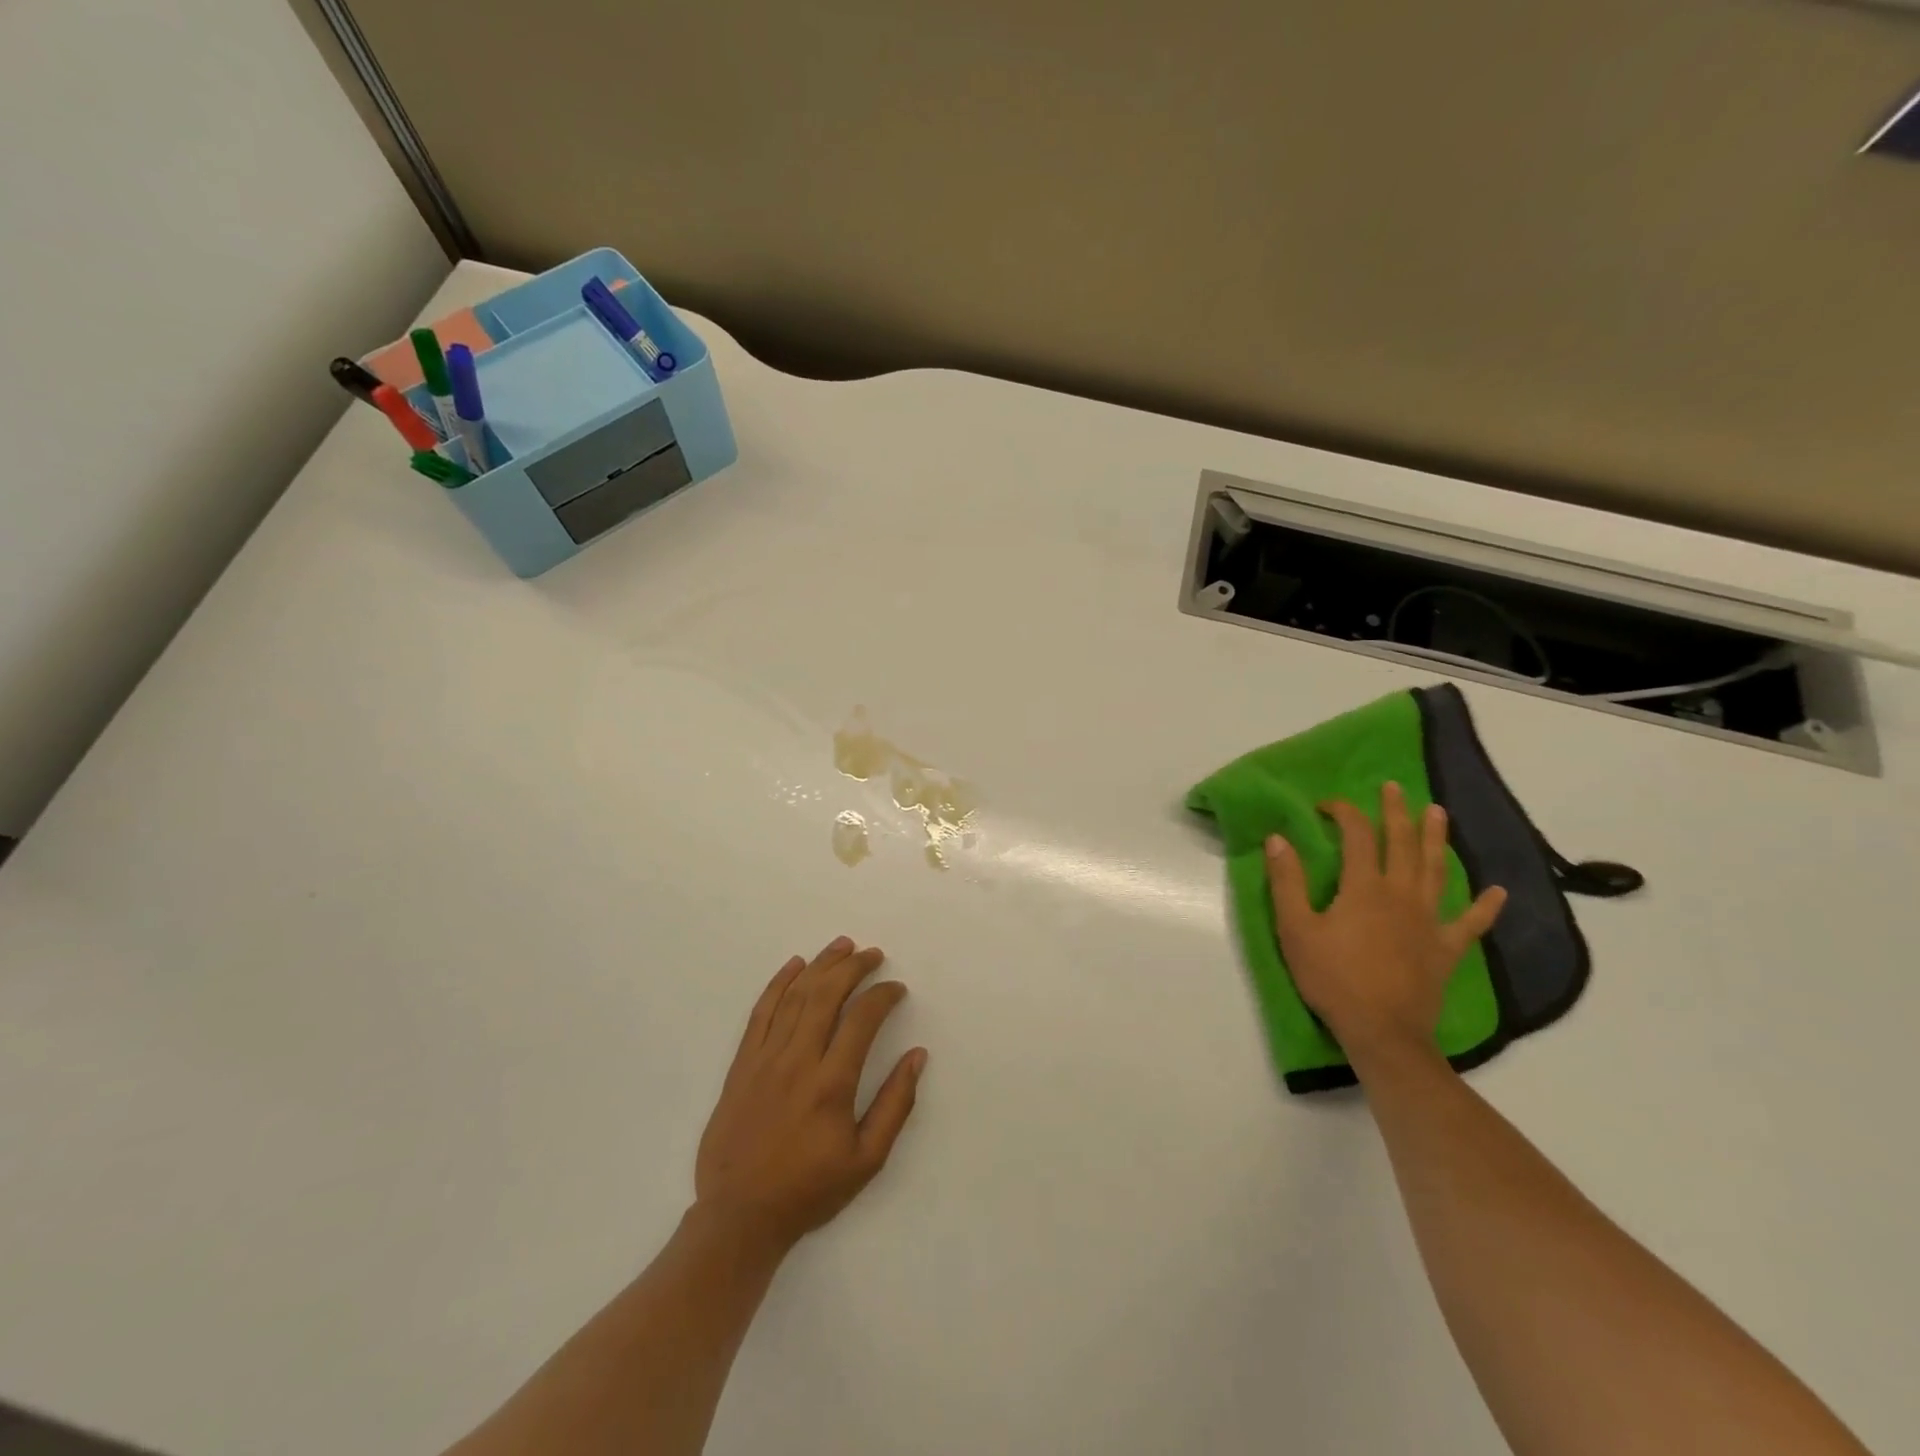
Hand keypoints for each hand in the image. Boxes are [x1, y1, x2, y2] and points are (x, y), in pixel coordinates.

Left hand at [694, 937, 926, 1252]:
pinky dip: (778, 984)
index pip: (862, 1019)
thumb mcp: (867, 1160)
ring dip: (820, 966)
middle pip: (826, 995)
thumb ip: (895, 1105)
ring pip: (795, 996)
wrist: (739, 1216)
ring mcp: (765, 1059)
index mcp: (831, 1084)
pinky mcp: (742, 1064)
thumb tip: (917, 1056)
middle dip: (853, 967)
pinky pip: (760, 1012)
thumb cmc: (809, 1189)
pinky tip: (794, 965)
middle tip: (872, 953)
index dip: (883, 996)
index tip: (896, 989)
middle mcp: (797, 1061)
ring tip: (842, 946)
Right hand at [1264, 782, 1505, 1063]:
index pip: (1357, 836)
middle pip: (1402, 843)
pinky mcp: (1445, 949)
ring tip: (1438, 813)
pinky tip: (1498, 892)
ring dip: (1436, 839)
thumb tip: (1279, 839)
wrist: (1381, 1030)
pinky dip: (1485, 907)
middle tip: (1394, 787)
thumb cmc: (1332, 978)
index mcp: (1364, 888)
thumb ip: (1287, 882)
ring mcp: (1429, 921)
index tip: (1326, 805)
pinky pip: (1470, 924)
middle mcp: (1401, 895)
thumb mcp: (1295, 929)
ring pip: (1436, 871)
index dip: (1343, 813)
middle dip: (1396, 812)